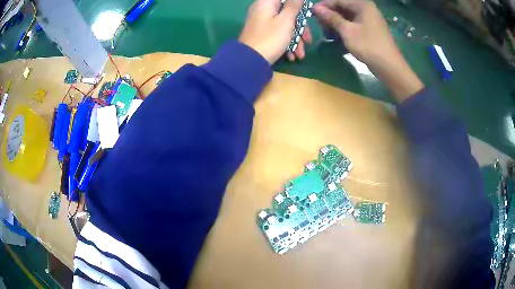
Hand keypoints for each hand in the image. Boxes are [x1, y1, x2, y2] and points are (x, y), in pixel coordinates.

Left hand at [239, 0, 312, 63]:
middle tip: (308, 40)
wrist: (250, 61)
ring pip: (285, 25)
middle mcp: (263, 9)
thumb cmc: (270, 38)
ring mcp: (262, 22)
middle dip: (300, 28)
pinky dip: (286, 43)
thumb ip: (294, 5)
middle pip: (288, 13)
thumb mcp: (286, 20)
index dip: (298, 5)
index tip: (306, 14)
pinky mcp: (262, 33)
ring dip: (296, 39)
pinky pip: (278, 33)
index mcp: (267, 3)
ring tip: (300, 55)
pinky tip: (291, 55)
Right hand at [314, 0, 422, 101]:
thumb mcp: (347, 31)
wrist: (389, 66)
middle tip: (319, 24)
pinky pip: (354, 25)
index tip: (312, 12)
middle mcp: (367, 9)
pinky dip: (345, 29)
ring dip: (336, 23)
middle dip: (331, 15)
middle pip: (344, 8)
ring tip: (327, 32)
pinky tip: (337, 36)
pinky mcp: (371, 30)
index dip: (325, 6)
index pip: (339, 0)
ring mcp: (370, 20)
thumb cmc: (368, 45)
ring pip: (348, 17)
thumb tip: (316, 8)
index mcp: (362, 5)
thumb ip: (332, 18)